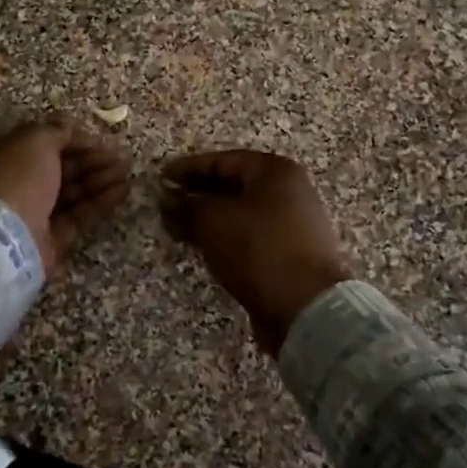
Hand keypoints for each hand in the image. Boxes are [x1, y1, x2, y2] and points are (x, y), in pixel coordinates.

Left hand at [0, 117, 129, 275]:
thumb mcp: (34, 140)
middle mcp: (8, 184)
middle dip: (89, 161)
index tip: (97, 139)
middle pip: (55, 168)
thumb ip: (56, 131)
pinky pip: (76, 217)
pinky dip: (98, 203)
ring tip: (126, 173)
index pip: (36, 144)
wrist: (3, 239)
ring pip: (68, 193)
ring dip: (98, 180)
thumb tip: (71, 129)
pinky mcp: (47, 240)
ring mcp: (27, 214)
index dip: (68, 139)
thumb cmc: (14, 176)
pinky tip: (122, 191)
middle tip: (119, 157)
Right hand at [159, 150, 351, 356]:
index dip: (188, 169)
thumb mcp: (213, 221)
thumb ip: (186, 205)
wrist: (306, 306)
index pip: (222, 160)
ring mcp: (293, 223)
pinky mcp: (290, 253)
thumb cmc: (258, 249)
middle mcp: (289, 191)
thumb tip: (167, 200)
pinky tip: (203, 247)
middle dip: (196, 195)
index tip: (160, 179)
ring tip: (177, 228)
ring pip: (240, 213)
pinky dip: (224, 237)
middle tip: (166, 205)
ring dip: (208, 219)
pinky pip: (249, 236)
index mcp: (275, 171)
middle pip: (233, 186)